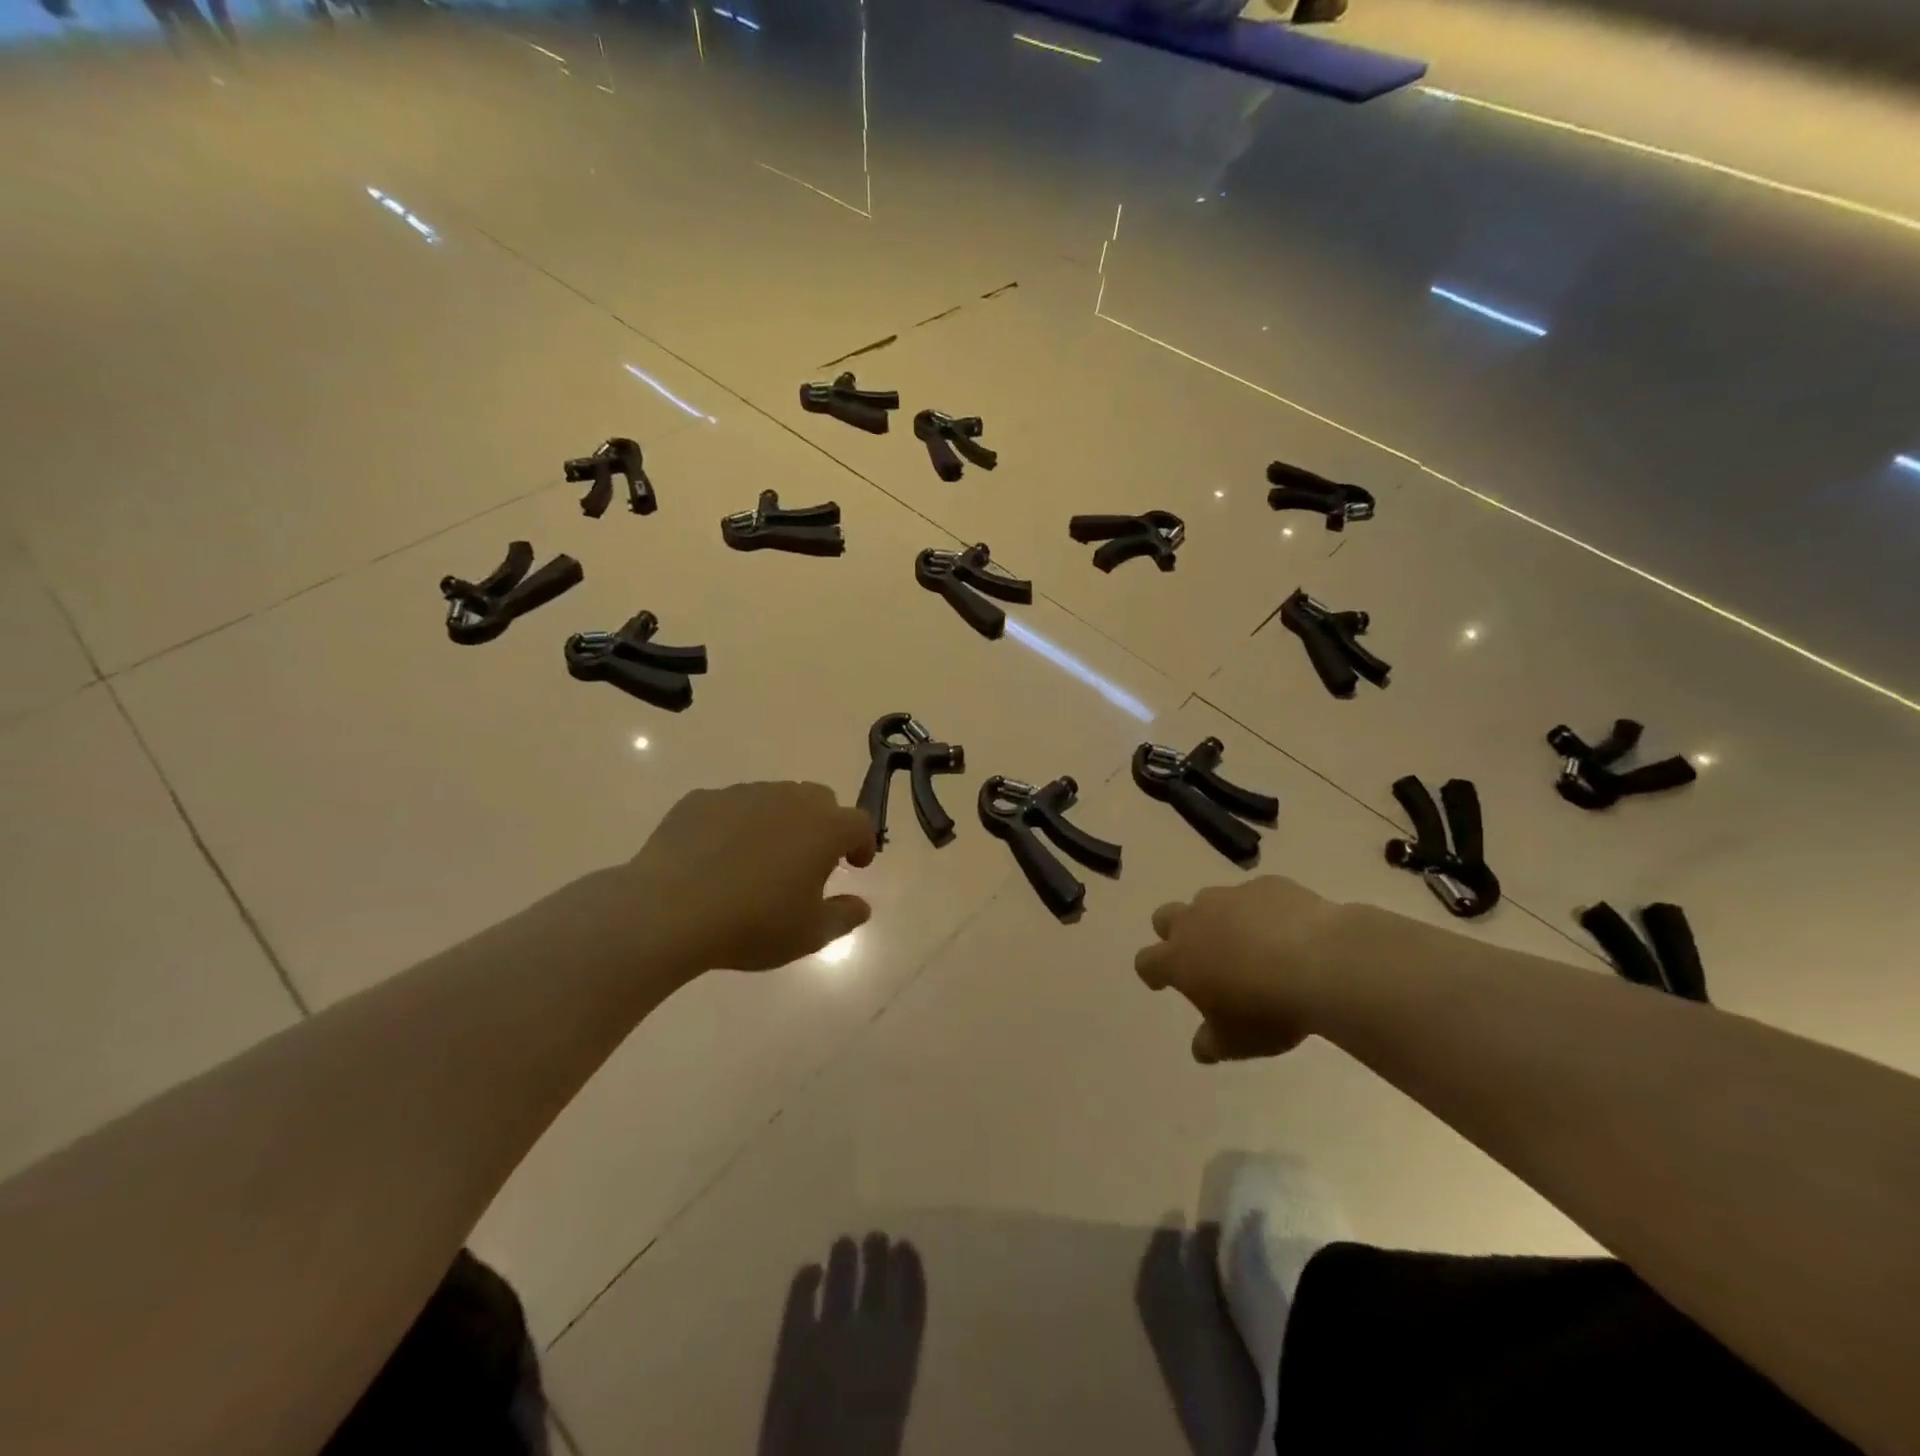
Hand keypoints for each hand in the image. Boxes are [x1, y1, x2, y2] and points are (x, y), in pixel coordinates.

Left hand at [620, 781, 876, 973]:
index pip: (859, 823)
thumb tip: (861, 905)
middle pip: (820, 800)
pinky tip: (718, 857)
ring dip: (780, 822)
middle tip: (811, 859)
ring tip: (761, 859)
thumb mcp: (810, 935)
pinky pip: (730, 806)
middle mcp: (789, 799)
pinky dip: (736, 825)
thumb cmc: (752, 924)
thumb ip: (844, 917)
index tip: (855, 866)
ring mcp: (742, 794)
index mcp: (824, 828)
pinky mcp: (702, 800)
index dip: (862, 843)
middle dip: (824, 824)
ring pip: (774, 798)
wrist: (668, 910)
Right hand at [1134, 876, 1343, 1063]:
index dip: (1152, 972)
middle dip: (1174, 933)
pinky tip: (1286, 930)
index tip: (1162, 983)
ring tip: (1247, 942)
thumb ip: (1212, 1043)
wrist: (1322, 963)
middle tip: (1199, 955)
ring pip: (1209, 901)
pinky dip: (1261, 911)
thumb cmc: (1268, 1010)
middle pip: (1165, 917)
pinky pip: (1255, 895)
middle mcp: (1196, 920)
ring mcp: (1231, 897)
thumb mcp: (1237, 1042)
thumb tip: (1200, 1048)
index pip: (1147, 961)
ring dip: (1218, 919)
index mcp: (1179, 959)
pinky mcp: (1267, 885)